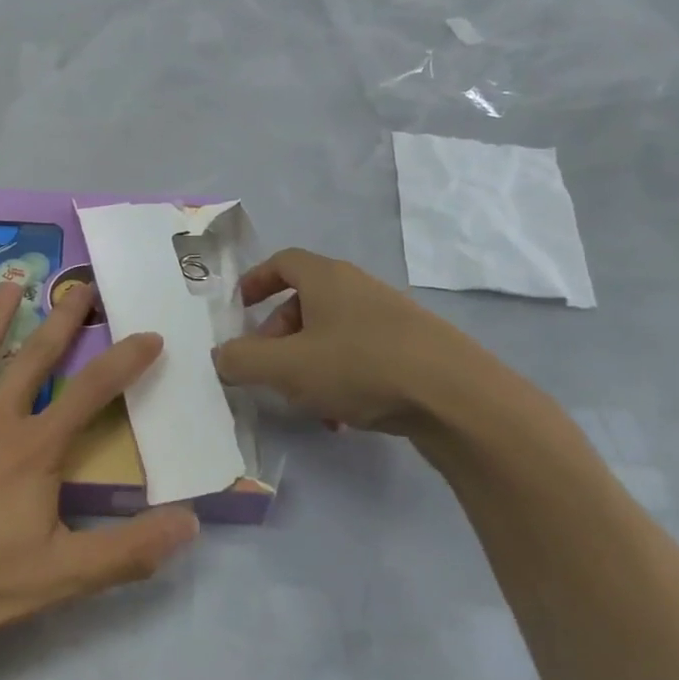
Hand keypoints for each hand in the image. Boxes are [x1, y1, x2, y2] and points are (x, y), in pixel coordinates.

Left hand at [0, 280, 200, 663]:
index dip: (126, 361)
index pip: (93, 392)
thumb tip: (193, 522)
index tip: (150, 334)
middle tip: (81, 285)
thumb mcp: (63, 576)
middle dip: (63, 318)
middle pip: (35, 356)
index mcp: (34, 448)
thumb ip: (130, 549)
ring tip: (11, 281)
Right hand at [211, 248, 489, 433]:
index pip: (282, 262)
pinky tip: (342, 417)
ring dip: (308, 364)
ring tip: (305, 401)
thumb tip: (220, 357)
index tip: (238, 308)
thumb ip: (242, 360)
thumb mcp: (286, 367)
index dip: (255, 281)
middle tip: (268, 368)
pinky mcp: (414, 348)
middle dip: (278, 335)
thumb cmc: (361, 366)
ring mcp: (390, 318)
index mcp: (327, 278)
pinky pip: (361, 355)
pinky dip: (341, 378)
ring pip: (332, 334)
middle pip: (304, 302)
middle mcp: (358, 288)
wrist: (458, 397)